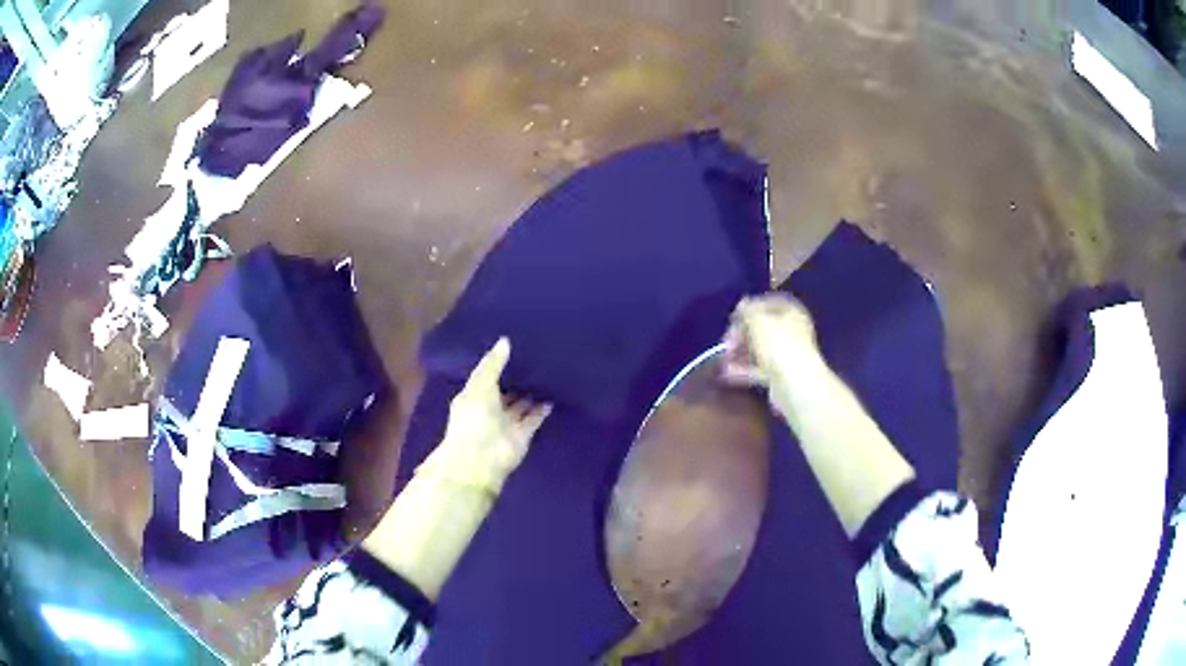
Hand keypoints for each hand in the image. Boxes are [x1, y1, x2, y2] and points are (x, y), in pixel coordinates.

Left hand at [421, 337, 551, 493]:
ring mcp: (506, 423)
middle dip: (516, 379)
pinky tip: (552, 395)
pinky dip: (541, 410)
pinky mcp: (522, 436)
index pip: (487, 377)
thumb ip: (493, 364)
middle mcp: (489, 409)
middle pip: (505, 391)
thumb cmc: (474, 419)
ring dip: (531, 394)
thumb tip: (505, 340)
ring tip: (547, 374)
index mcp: (474, 396)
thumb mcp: (480, 386)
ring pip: (520, 405)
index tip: (513, 348)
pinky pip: (533, 419)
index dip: (498, 365)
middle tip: (534, 359)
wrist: (481, 460)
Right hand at [721, 294, 822, 389]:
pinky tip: (727, 373)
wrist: (794, 385)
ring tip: (723, 358)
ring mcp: (787, 356)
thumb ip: (747, 310)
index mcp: (792, 313)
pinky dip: (744, 370)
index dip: (750, 307)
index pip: (770, 303)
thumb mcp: (758, 320)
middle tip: (727, 341)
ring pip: (760, 350)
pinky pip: (759, 369)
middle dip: (742, 334)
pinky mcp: (781, 376)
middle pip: (763, 328)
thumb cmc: (778, 345)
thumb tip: (742, 304)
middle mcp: (793, 332)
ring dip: (740, 353)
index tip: (734, 316)